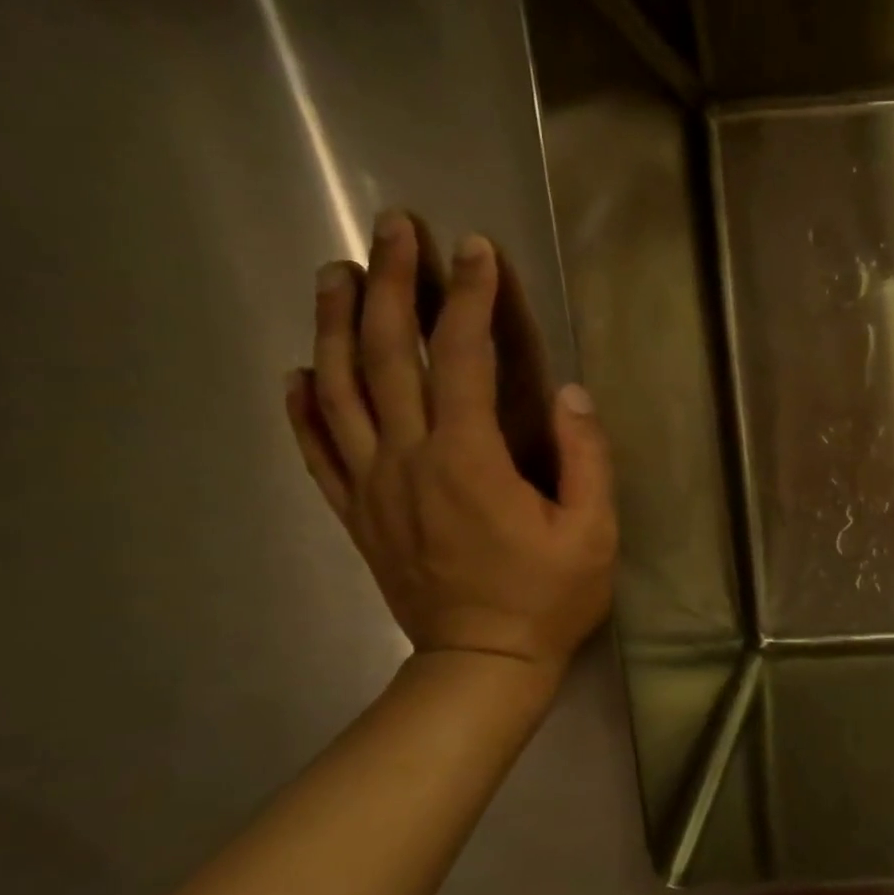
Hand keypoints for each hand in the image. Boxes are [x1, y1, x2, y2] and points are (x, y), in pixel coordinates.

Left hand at [283, 209, 616, 685]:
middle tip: (392, 231)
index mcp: (469, 459)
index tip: (476, 249)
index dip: (471, 297)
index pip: (463, 356)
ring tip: (336, 273)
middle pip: (387, 355)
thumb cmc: (549, 597)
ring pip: (339, 389)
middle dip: (390, 284)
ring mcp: (372, 486)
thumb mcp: (593, 531)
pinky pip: (317, 450)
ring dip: (335, 324)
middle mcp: (408, 459)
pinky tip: (300, 371)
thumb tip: (570, 391)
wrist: (483, 663)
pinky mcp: (357, 513)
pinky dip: (303, 406)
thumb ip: (585, 457)